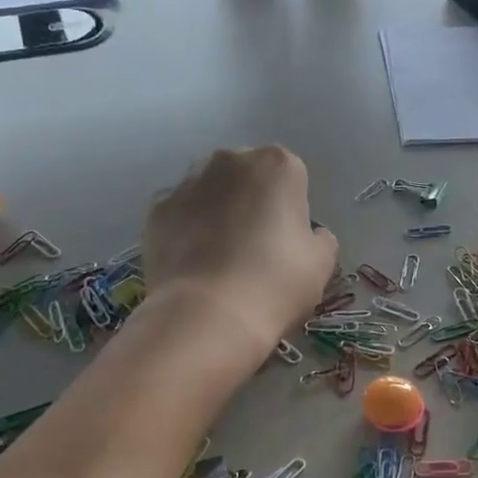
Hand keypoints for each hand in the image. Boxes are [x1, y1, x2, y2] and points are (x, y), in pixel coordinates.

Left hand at [143, 146, 337, 357]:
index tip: (288, 241)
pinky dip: (186, 233)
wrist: (207, 316)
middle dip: (251, 202)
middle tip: (255, 248)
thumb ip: (319, 239)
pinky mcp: (156, 211)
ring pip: (209, 193)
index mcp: (277, 165)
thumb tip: (309, 236)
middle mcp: (229, 161)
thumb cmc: (276, 284)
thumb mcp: (321, 264)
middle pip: (247, 177)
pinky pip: (180, 216)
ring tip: (221, 260)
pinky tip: (195, 267)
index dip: (291, 209)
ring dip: (216, 214)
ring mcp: (186, 183)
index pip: (291, 177)